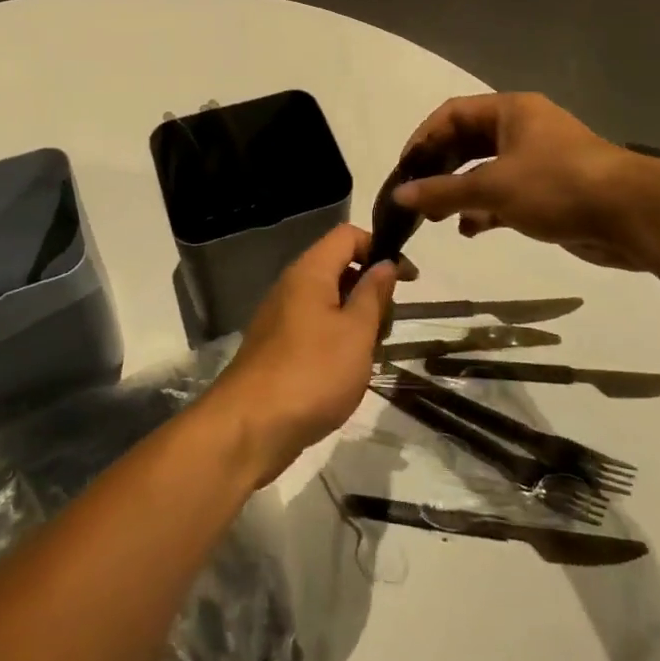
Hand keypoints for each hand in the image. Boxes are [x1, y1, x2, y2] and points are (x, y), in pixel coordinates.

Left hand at [208, 224, 397, 482]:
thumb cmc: (313, 373)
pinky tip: (347, 370)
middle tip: (388, 325)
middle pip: (338, 266)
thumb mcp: (356, 332)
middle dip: (370, 289)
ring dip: (356, 318)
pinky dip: (337, 338)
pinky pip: (314, 325)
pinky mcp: (277, 345)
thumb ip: (373, 294)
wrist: (251, 426)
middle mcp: (291, 285)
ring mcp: (280, 316)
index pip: (347, 235)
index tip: (408, 279)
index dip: (380, 247)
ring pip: (328, 300)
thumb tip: (385, 263)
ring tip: (370, 352)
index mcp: (309, 271)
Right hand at [392, 92, 650, 269]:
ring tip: (436, 218)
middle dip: (439, 169)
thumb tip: (400, 195)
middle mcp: (523, 130)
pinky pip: (505, 195)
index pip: (452, 114)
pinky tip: (469, 230)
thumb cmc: (557, 185)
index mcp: (511, 112)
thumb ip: (442, 191)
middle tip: (416, 195)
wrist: (632, 215)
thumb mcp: (492, 187)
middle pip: (467, 143)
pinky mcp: (549, 192)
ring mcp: (538, 161)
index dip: (423, 138)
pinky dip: (484, 210)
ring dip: (459, 192)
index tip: (404, 169)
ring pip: (485, 172)